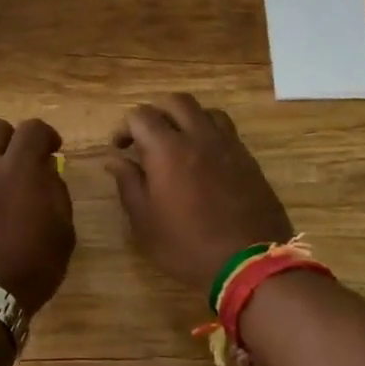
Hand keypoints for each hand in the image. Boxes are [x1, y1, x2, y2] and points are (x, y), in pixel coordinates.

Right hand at [105, 94, 292, 292]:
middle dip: (156, 112)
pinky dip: (209, 132)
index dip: (125, 127)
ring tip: (178, 141)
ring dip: (186, 118)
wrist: (249, 264)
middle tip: (147, 136)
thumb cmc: (187, 246)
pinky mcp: (248, 159)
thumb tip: (115, 160)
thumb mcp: (145, 222)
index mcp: (167, 149)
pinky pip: (226, 130)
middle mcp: (199, 137)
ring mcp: (228, 145)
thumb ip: (128, 184)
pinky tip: (204, 158)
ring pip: (205, 111)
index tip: (121, 148)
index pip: (141, 115)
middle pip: (176, 101)